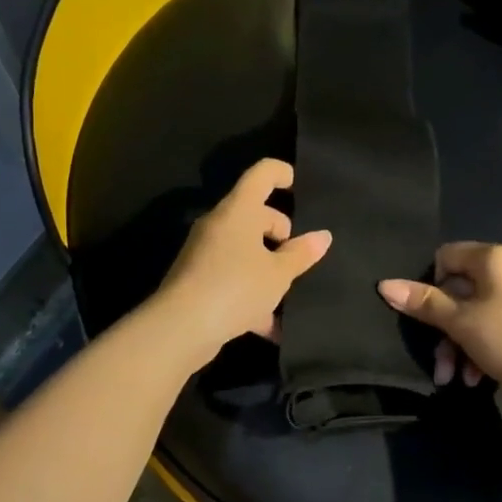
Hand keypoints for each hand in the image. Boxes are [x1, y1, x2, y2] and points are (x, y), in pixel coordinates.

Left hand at [152, 159, 331, 366]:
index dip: (281, 173)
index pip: (261, 174)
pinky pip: (232, 277)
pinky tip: (270, 326)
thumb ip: (301, 254)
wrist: (179, 328)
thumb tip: (323, 236)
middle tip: (298, 259)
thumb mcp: (278, 274)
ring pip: (244, 249)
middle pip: (255, 214)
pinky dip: (251, 294)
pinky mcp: (197, 280)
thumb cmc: (236, 288)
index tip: (298, 184)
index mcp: (238, 211)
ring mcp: (204, 252)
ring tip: (290, 295)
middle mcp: (219, 225)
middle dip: (280, 232)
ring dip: (267, 268)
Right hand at [378, 242, 501, 404]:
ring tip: (459, 380)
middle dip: (446, 330)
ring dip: (463, 344)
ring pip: (482, 310)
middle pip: (463, 289)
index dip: (431, 287)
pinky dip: (487, 344)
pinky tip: (482, 377)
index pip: (446, 256)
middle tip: (441, 366)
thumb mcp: (461, 324)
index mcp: (495, 257)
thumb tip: (384, 284)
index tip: (431, 320)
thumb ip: (423, 303)